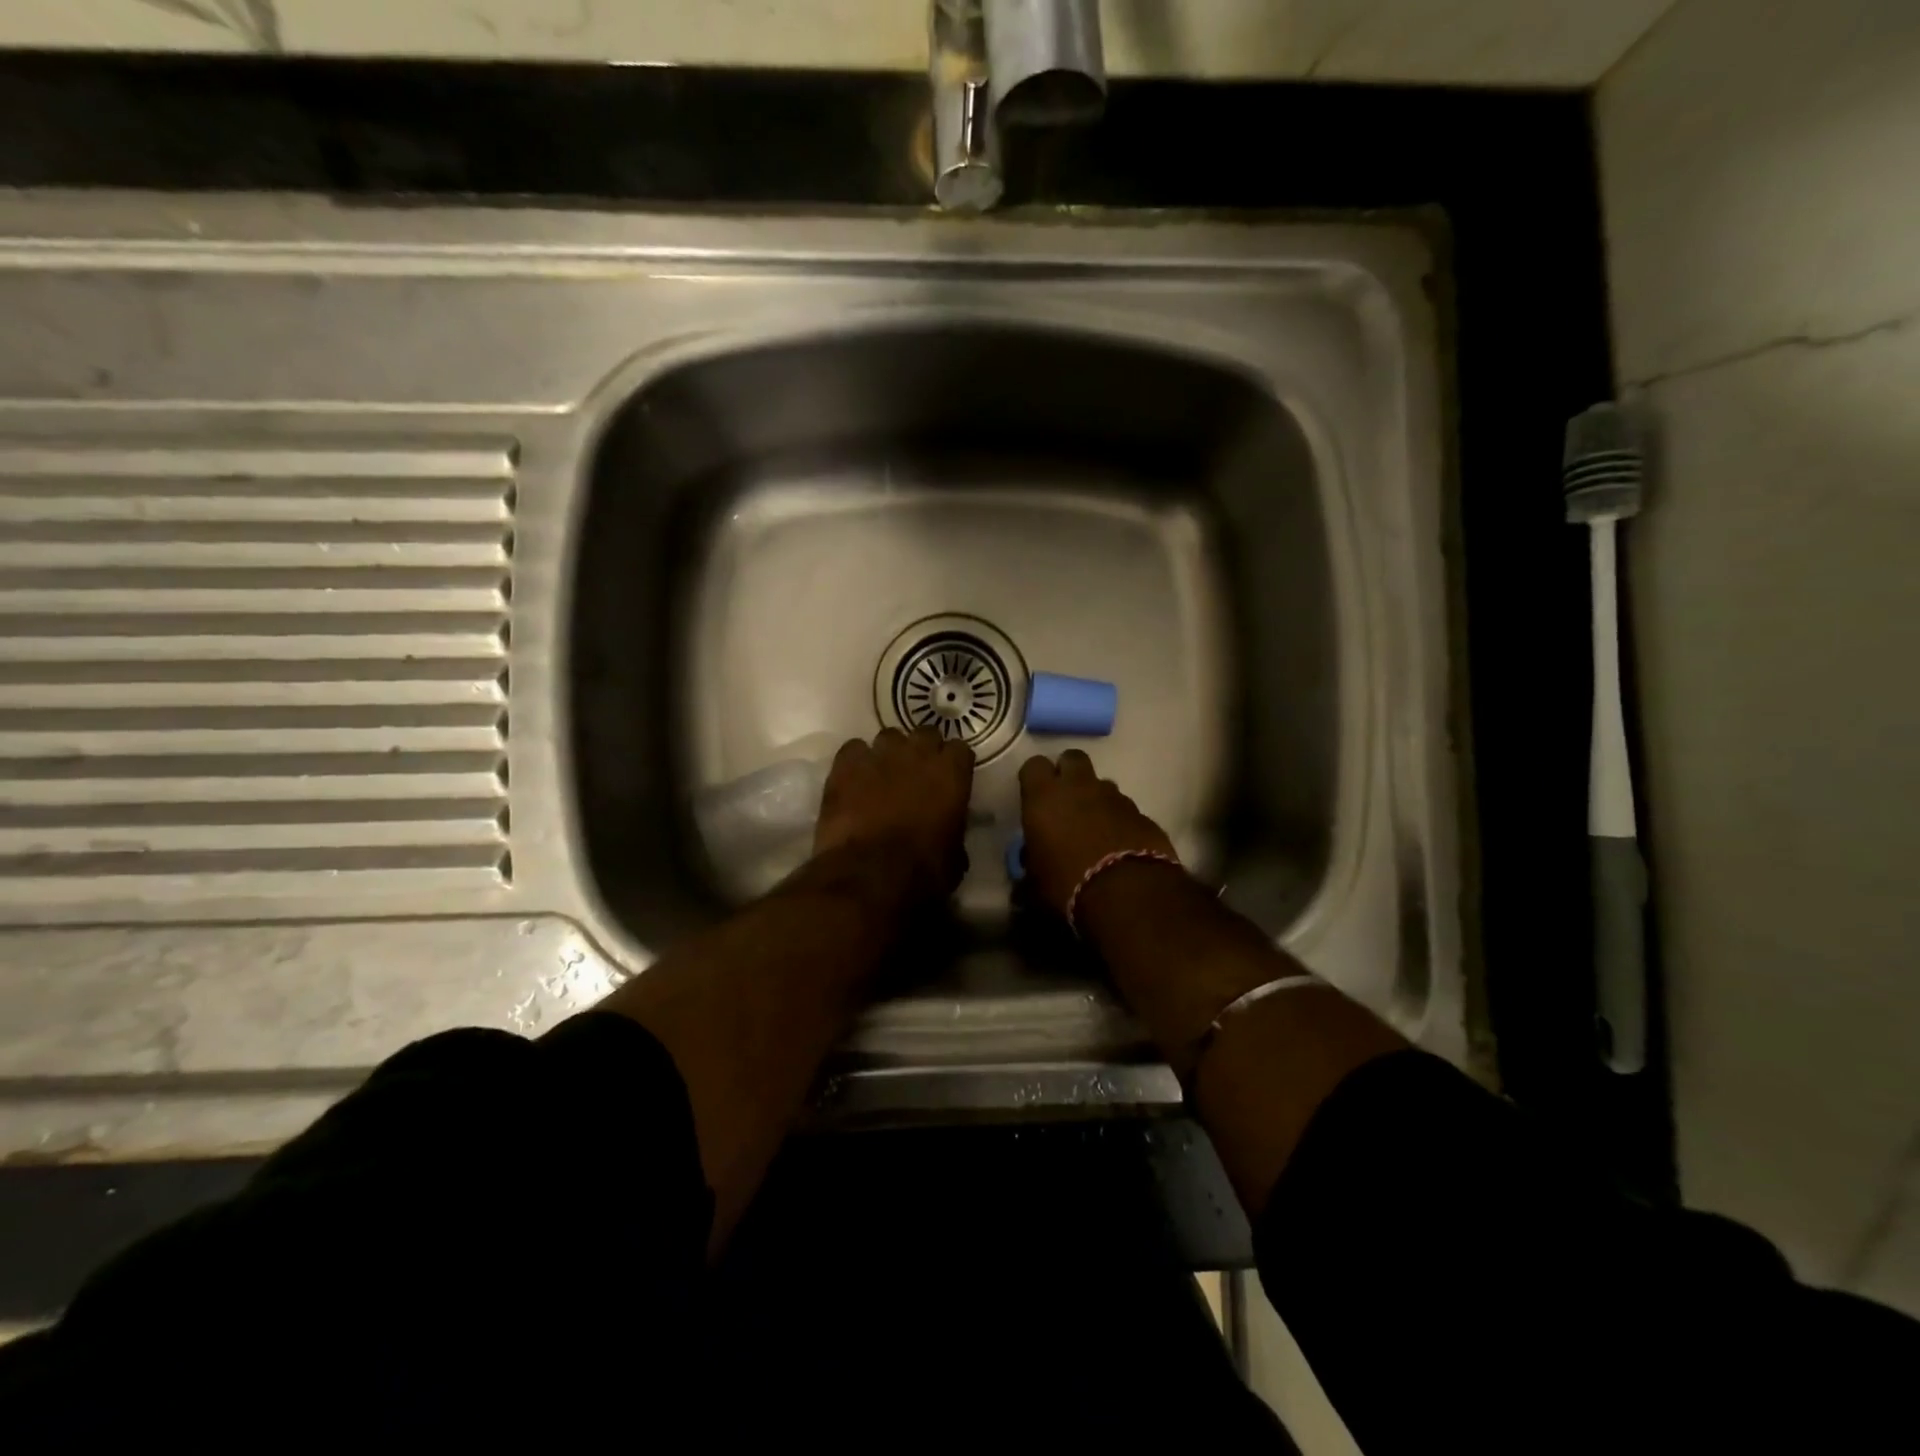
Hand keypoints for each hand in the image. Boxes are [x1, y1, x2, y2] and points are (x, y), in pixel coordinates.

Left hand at [814, 727, 974, 902]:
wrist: (870, 876)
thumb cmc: (923, 872)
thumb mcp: (955, 857)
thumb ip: (954, 831)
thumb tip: (948, 832)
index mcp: (952, 773)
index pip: (960, 749)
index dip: (954, 764)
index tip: (950, 778)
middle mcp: (918, 753)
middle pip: (925, 734)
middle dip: (923, 750)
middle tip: (917, 774)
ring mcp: (879, 755)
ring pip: (889, 737)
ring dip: (890, 753)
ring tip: (883, 775)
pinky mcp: (845, 765)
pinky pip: (853, 749)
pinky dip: (856, 761)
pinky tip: (854, 780)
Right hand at [1017, 750, 1178, 917]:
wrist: (1128, 894)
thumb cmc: (1067, 885)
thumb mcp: (1035, 880)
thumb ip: (1031, 861)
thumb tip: (1031, 858)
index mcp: (1045, 797)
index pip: (1033, 765)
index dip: (1034, 779)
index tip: (1034, 797)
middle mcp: (1080, 787)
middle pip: (1072, 759)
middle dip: (1068, 774)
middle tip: (1065, 801)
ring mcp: (1116, 798)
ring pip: (1102, 784)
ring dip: (1096, 799)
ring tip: (1094, 828)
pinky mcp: (1143, 815)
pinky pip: (1126, 809)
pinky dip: (1120, 821)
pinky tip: (1118, 845)